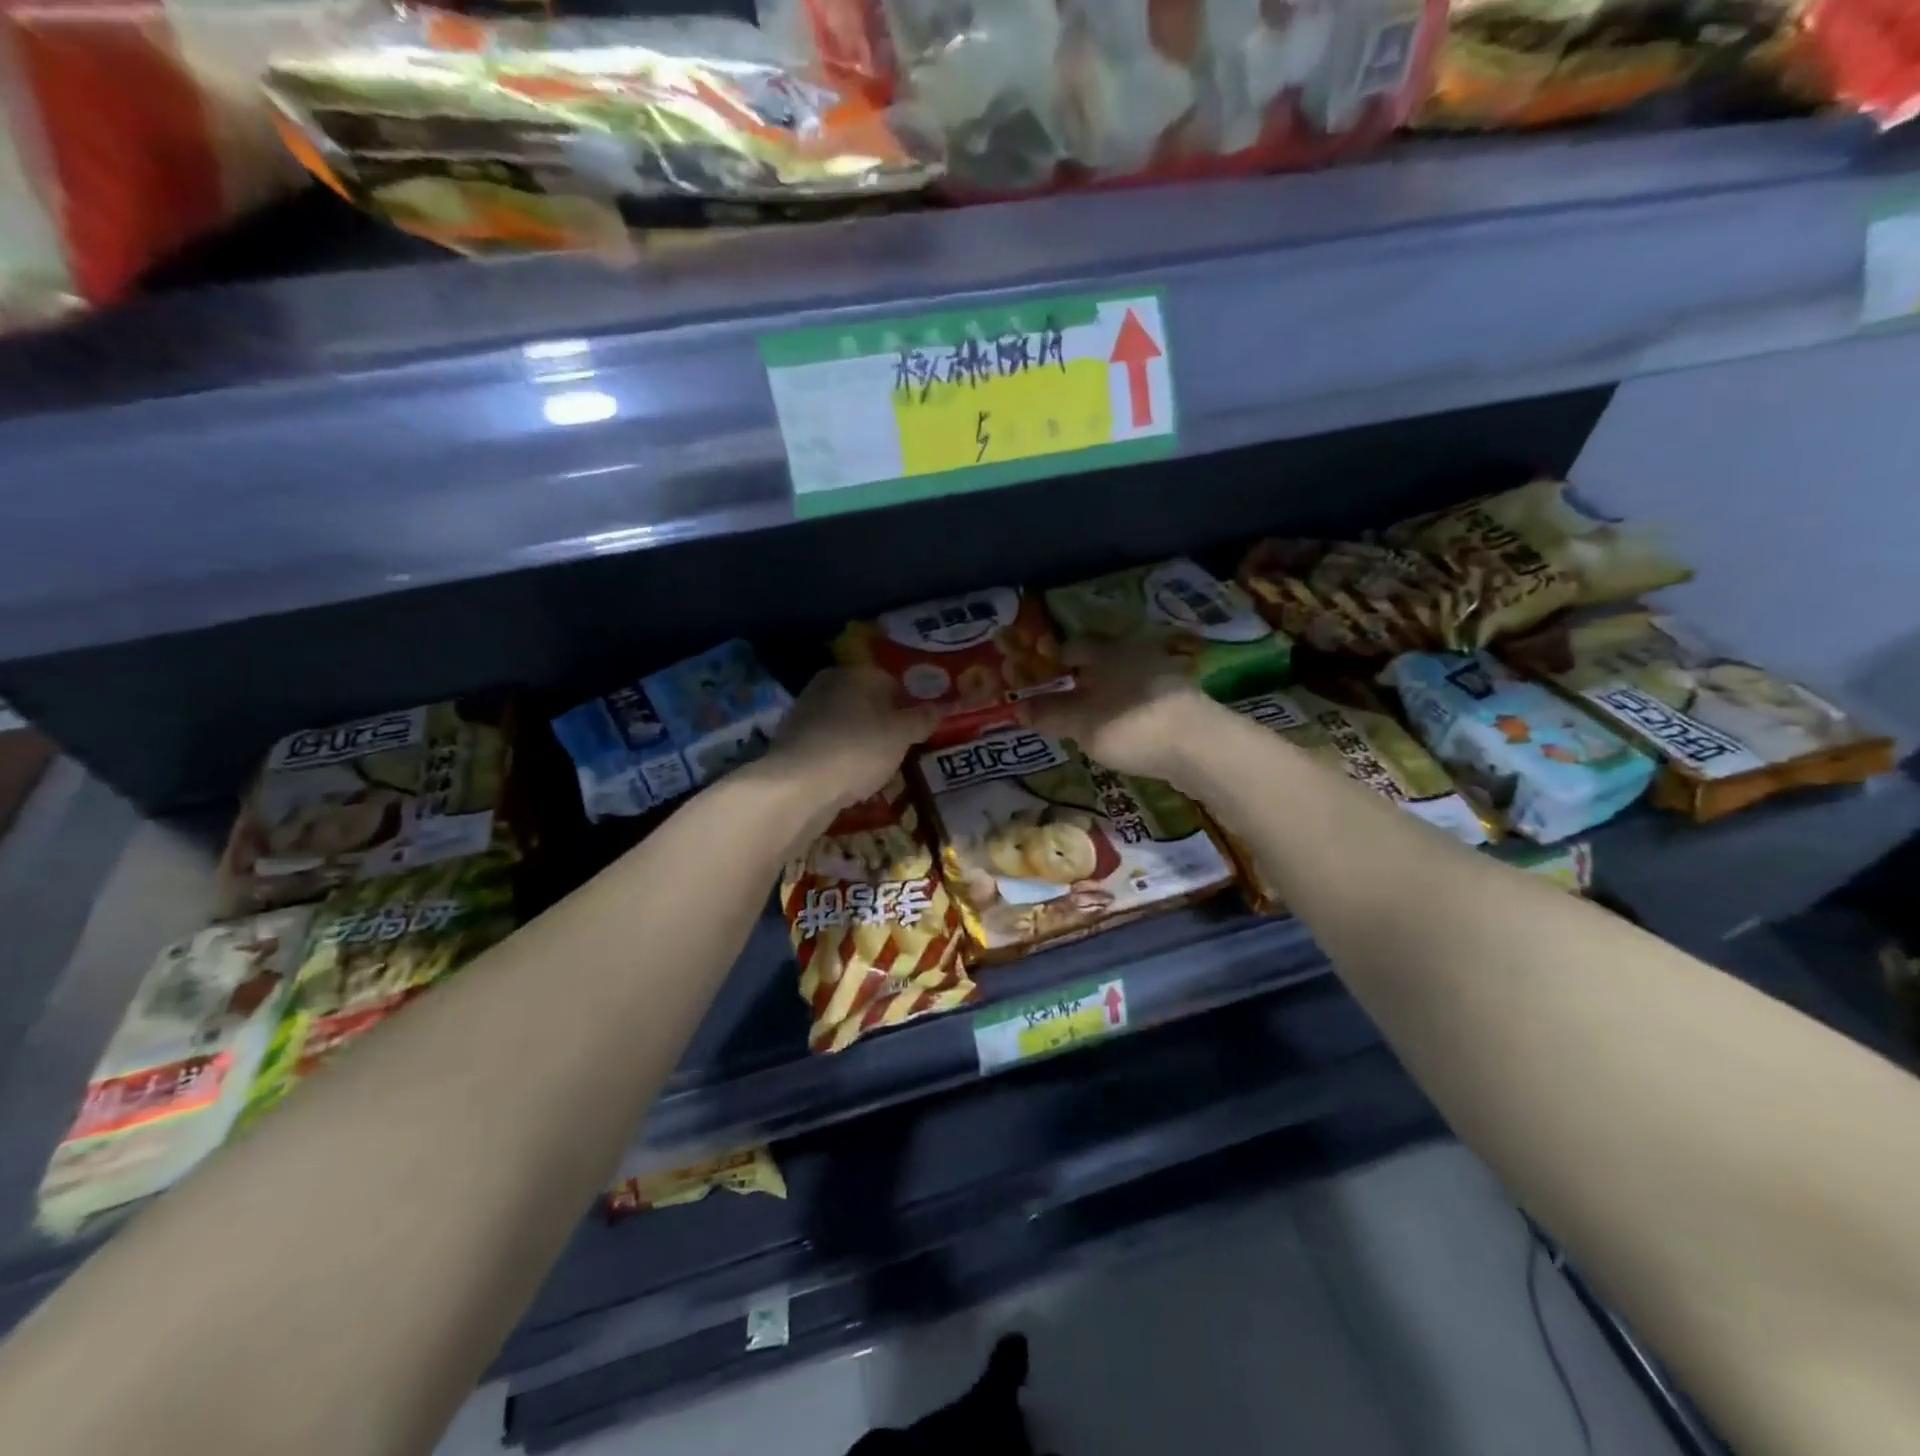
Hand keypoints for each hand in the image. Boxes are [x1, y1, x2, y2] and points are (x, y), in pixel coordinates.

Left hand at [764, 668, 938, 818]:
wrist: (798, 786)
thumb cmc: (857, 749)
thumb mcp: (900, 735)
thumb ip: (922, 719)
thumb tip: (941, 706)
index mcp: (853, 673)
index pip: (891, 681)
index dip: (910, 704)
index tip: (922, 728)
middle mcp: (826, 685)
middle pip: (867, 702)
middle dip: (886, 723)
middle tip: (904, 749)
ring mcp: (805, 714)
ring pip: (847, 725)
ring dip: (864, 742)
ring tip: (880, 768)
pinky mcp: (793, 743)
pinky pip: (830, 746)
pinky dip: (843, 758)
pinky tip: (852, 778)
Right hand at [1028, 641, 1214, 783]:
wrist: (1200, 747)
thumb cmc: (1130, 725)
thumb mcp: (1081, 723)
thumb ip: (1050, 714)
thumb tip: (1017, 707)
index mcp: (1109, 650)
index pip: (1075, 644)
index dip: (1056, 657)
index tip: (1041, 673)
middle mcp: (1137, 653)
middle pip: (1102, 659)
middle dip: (1083, 675)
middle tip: (1063, 696)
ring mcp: (1164, 675)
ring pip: (1125, 677)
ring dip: (1107, 692)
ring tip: (1089, 715)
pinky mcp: (1181, 700)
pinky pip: (1143, 697)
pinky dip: (1128, 707)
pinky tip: (1122, 727)